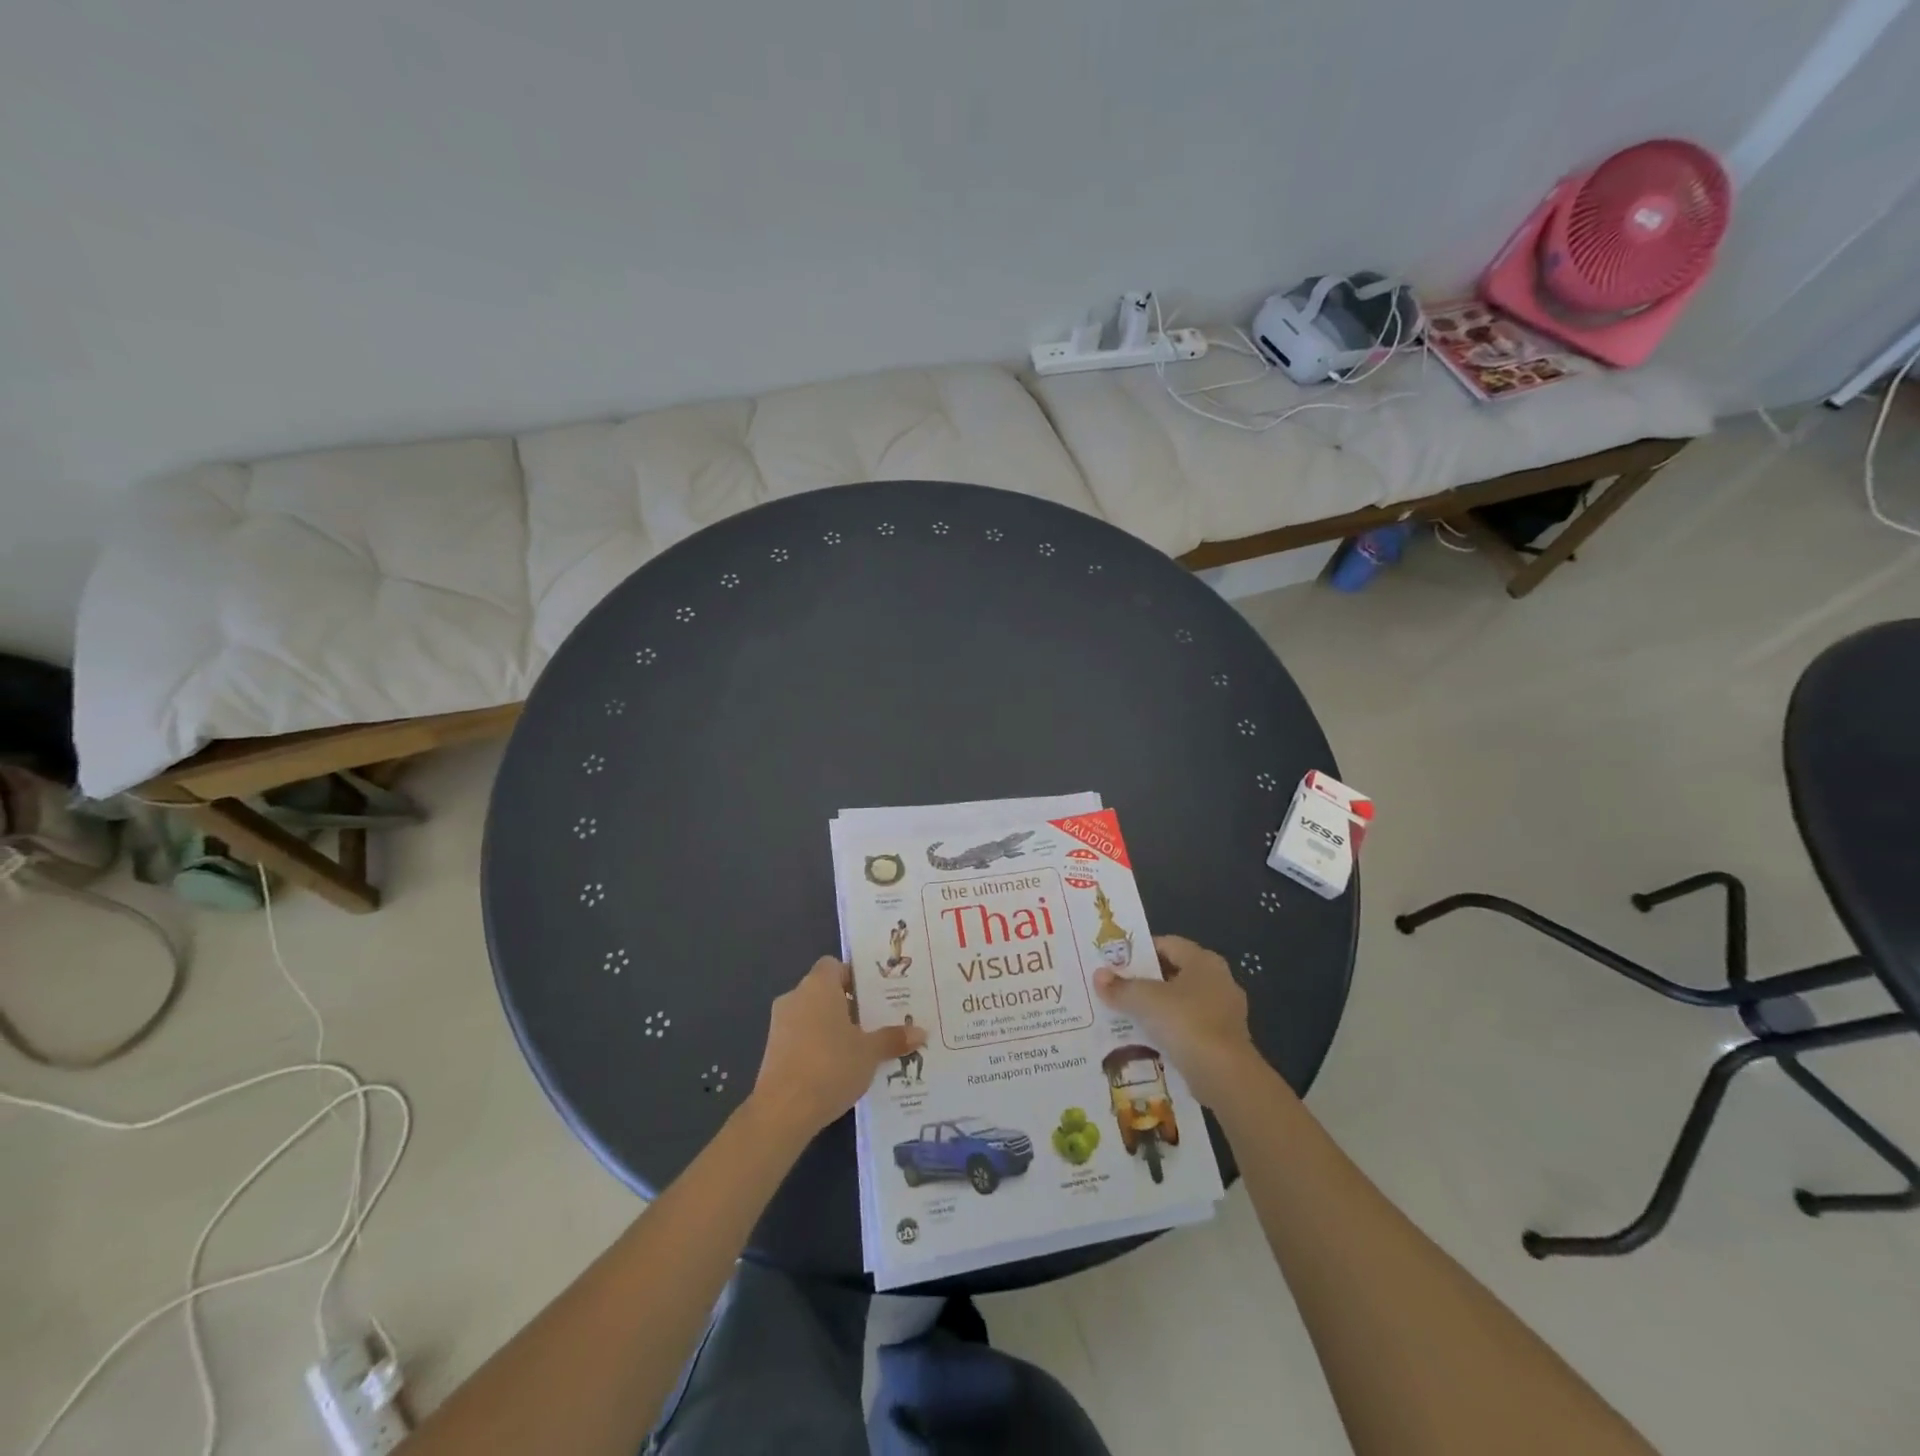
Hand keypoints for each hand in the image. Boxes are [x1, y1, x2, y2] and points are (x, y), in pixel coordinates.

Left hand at [748, 957, 925, 1140]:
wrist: (783, 1110)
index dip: (853, 977)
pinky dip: (815, 1046)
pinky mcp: (771, 1051)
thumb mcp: (869, 1053)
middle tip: (874, 1023)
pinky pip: (799, 1037)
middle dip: (847, 1005)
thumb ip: (892, 1039)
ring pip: (811, 1015)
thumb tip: (920, 1032)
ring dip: (830, 1027)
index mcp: (818, 986)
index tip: (873, 997)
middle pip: (824, 991)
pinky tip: (835, 1069)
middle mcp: (795, 997)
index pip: (834, 966)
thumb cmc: (831, 1066)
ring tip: (858, 1049)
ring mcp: (779, 1024)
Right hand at [1093, 936, 1259, 1105]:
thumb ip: (1120, 987)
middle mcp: (1219, 981)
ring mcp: (1225, 1012)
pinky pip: (1190, 1027)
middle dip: (1146, 981)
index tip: (1115, 962)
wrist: (1224, 1076)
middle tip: (1117, 988)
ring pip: (1182, 1002)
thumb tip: (1098, 975)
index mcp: (1204, 961)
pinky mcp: (1225, 1041)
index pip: (1167, 944)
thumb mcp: (1144, 1000)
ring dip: (1158, 1008)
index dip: (1140, 951)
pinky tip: (1149, 1040)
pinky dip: (1171, 1031)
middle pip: (1174, 973)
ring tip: (1127, 1015)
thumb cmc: (1185, 1022)